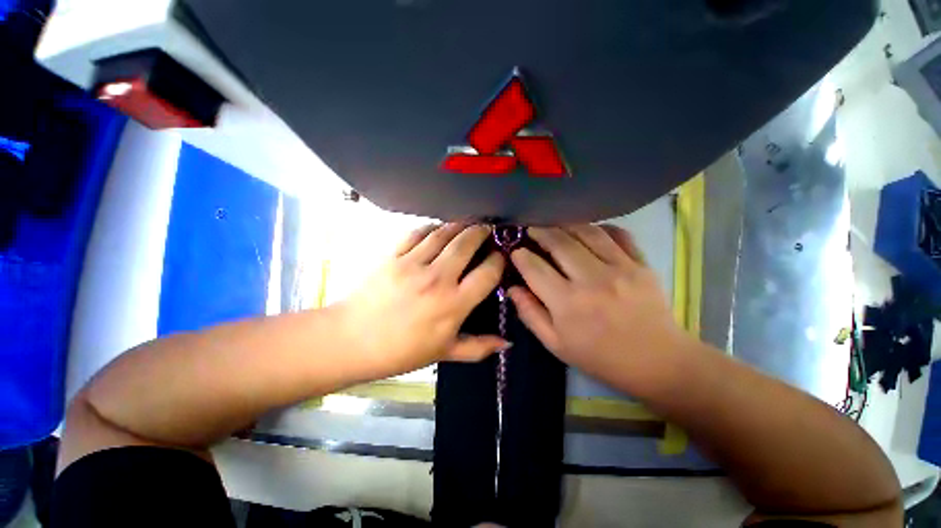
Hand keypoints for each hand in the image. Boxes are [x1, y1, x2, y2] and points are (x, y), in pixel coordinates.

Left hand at [338, 223, 507, 377]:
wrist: (352, 340)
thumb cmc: (402, 351)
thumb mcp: (444, 353)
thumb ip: (478, 347)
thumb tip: (507, 343)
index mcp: (454, 304)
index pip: (487, 273)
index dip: (498, 260)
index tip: (500, 257)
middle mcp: (437, 278)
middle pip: (467, 243)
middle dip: (482, 232)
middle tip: (487, 229)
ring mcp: (413, 263)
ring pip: (444, 233)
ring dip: (460, 225)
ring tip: (468, 224)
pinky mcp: (393, 255)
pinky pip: (417, 233)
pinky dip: (432, 227)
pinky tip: (438, 229)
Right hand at [509, 225, 690, 388]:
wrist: (656, 362)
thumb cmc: (599, 357)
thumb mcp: (555, 344)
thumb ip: (530, 314)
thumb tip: (512, 288)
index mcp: (567, 303)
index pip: (534, 268)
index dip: (520, 256)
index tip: (515, 252)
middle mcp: (591, 280)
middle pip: (558, 242)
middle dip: (539, 232)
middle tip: (530, 229)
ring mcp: (620, 268)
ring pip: (586, 231)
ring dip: (565, 224)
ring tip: (554, 225)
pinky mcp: (641, 264)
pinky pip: (617, 234)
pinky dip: (599, 227)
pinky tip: (588, 231)